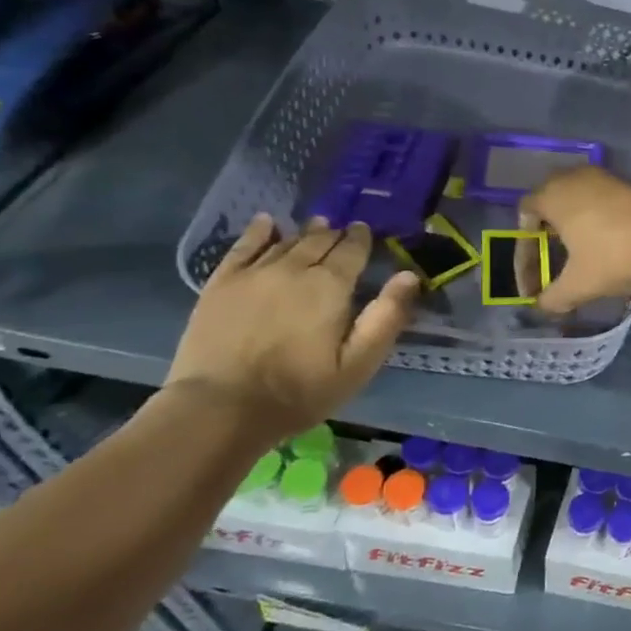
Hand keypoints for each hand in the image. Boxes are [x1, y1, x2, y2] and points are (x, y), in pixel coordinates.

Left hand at [166, 215, 418, 438]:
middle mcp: (293, 269)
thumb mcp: (358, 364)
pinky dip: (258, 231)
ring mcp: (253, 274)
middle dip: (334, 234)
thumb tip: (410, 276)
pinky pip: (243, 247)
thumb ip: (386, 318)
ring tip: (316, 226)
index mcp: (330, 287)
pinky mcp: (220, 284)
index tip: (366, 231)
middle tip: (343, 230)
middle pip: (319, 241)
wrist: (220, 408)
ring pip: (286, 242)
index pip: (351, 251)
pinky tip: (266, 222)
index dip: (361, 239)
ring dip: (305, 233)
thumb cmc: (299, 391)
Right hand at [519, 166, 630, 313]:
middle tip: (554, 254)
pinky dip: (600, 215)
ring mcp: (605, 176)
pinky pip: (604, 196)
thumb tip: (542, 307)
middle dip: (549, 226)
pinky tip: (610, 239)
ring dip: (576, 219)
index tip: (534, 271)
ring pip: (580, 194)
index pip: (526, 211)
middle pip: (551, 197)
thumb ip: (554, 297)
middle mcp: (575, 177)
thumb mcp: (578, 284)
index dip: (525, 244)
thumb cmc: (612, 257)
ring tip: (582, 248)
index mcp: (553, 195)